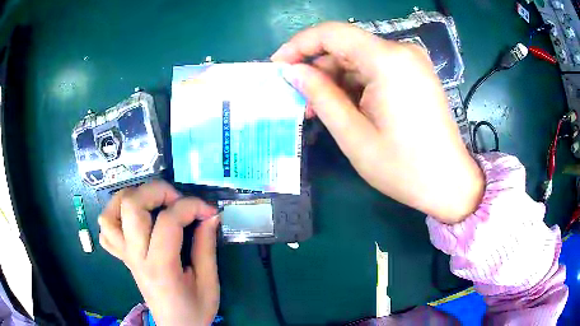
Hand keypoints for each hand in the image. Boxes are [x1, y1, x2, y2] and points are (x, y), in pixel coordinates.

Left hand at [98, 181, 219, 325]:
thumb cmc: (194, 310)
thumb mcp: (209, 283)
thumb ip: (206, 247)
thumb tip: (210, 215)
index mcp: (161, 267)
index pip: (168, 222)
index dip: (192, 206)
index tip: (209, 210)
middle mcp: (136, 257)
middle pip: (131, 206)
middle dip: (157, 191)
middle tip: (178, 199)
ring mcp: (125, 256)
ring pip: (110, 213)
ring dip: (129, 197)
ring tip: (151, 201)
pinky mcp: (123, 258)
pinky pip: (106, 230)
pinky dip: (114, 216)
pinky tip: (132, 219)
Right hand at [272, 22, 483, 223]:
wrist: (449, 183)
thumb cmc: (403, 167)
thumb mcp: (353, 134)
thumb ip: (320, 95)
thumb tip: (292, 71)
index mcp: (388, 60)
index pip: (331, 33)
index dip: (298, 45)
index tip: (278, 66)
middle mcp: (402, 51)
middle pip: (345, 46)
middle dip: (318, 69)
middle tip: (301, 100)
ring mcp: (412, 62)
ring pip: (359, 59)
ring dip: (336, 80)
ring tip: (323, 111)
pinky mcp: (415, 74)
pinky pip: (376, 69)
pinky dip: (356, 84)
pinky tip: (349, 108)